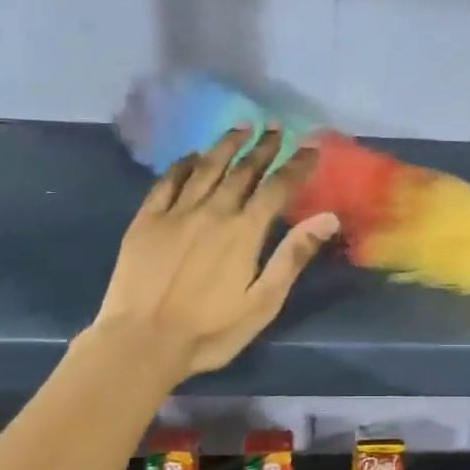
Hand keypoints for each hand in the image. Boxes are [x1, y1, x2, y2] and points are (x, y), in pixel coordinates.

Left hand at [92, 126, 339, 381]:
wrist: (141, 342)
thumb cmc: (210, 330)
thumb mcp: (263, 302)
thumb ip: (293, 256)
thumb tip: (328, 218)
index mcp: (244, 232)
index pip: (277, 188)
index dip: (296, 166)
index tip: (310, 148)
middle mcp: (212, 212)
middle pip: (242, 171)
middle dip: (263, 148)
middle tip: (276, 128)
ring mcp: (176, 213)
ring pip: (206, 168)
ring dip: (226, 146)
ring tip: (241, 127)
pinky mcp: (146, 221)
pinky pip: (167, 182)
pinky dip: (183, 165)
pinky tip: (191, 156)